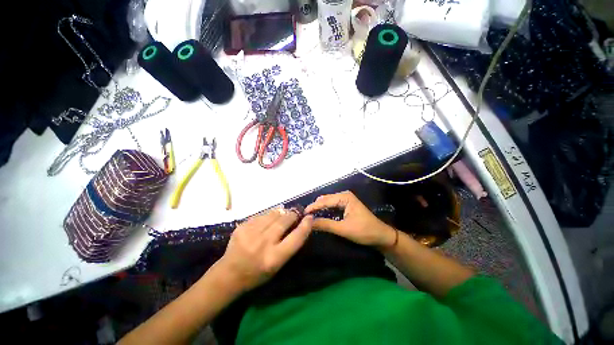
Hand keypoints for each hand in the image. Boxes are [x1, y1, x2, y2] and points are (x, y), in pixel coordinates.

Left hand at [216, 208, 312, 292]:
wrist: (229, 274)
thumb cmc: (258, 273)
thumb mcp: (278, 265)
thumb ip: (289, 245)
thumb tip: (297, 224)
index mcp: (274, 258)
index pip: (296, 238)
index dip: (305, 226)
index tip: (310, 217)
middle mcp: (263, 244)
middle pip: (284, 221)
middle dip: (293, 214)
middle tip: (296, 212)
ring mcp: (251, 233)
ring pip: (273, 214)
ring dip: (282, 212)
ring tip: (285, 213)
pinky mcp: (242, 226)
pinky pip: (261, 215)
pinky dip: (269, 214)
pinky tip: (270, 217)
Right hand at [305, 191, 395, 247]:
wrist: (381, 236)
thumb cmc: (364, 231)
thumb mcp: (343, 229)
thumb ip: (325, 224)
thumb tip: (309, 223)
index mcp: (344, 197)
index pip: (324, 200)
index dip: (313, 207)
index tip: (301, 214)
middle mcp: (344, 195)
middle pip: (325, 200)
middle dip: (315, 207)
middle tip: (304, 216)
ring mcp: (345, 200)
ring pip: (327, 203)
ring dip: (319, 209)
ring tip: (308, 216)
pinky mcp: (345, 206)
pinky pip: (331, 206)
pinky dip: (324, 211)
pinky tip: (318, 216)